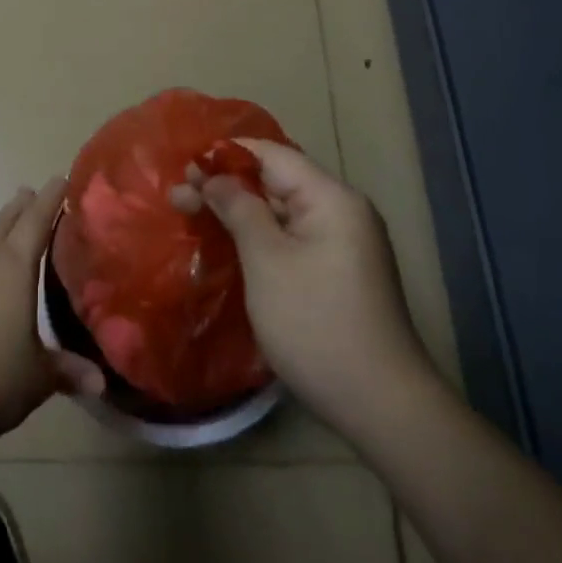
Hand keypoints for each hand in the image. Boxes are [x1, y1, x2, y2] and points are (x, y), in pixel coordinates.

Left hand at [0, 179, 104, 445]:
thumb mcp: (39, 377)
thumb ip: (69, 371)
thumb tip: (101, 383)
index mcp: (15, 266)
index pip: (37, 220)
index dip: (51, 198)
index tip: (62, 178)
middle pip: (6, 221)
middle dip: (22, 206)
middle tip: (32, 192)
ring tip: (8, 224)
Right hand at [171, 141, 435, 438]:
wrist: (382, 408)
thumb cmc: (316, 324)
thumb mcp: (266, 261)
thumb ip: (238, 208)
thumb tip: (214, 176)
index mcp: (331, 197)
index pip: (271, 154)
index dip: (226, 155)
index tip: (185, 166)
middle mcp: (342, 210)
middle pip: (275, 181)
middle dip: (227, 186)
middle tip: (179, 197)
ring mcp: (344, 242)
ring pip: (281, 211)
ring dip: (239, 211)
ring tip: (193, 216)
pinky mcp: (339, 271)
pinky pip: (292, 237)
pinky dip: (259, 235)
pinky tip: (229, 244)